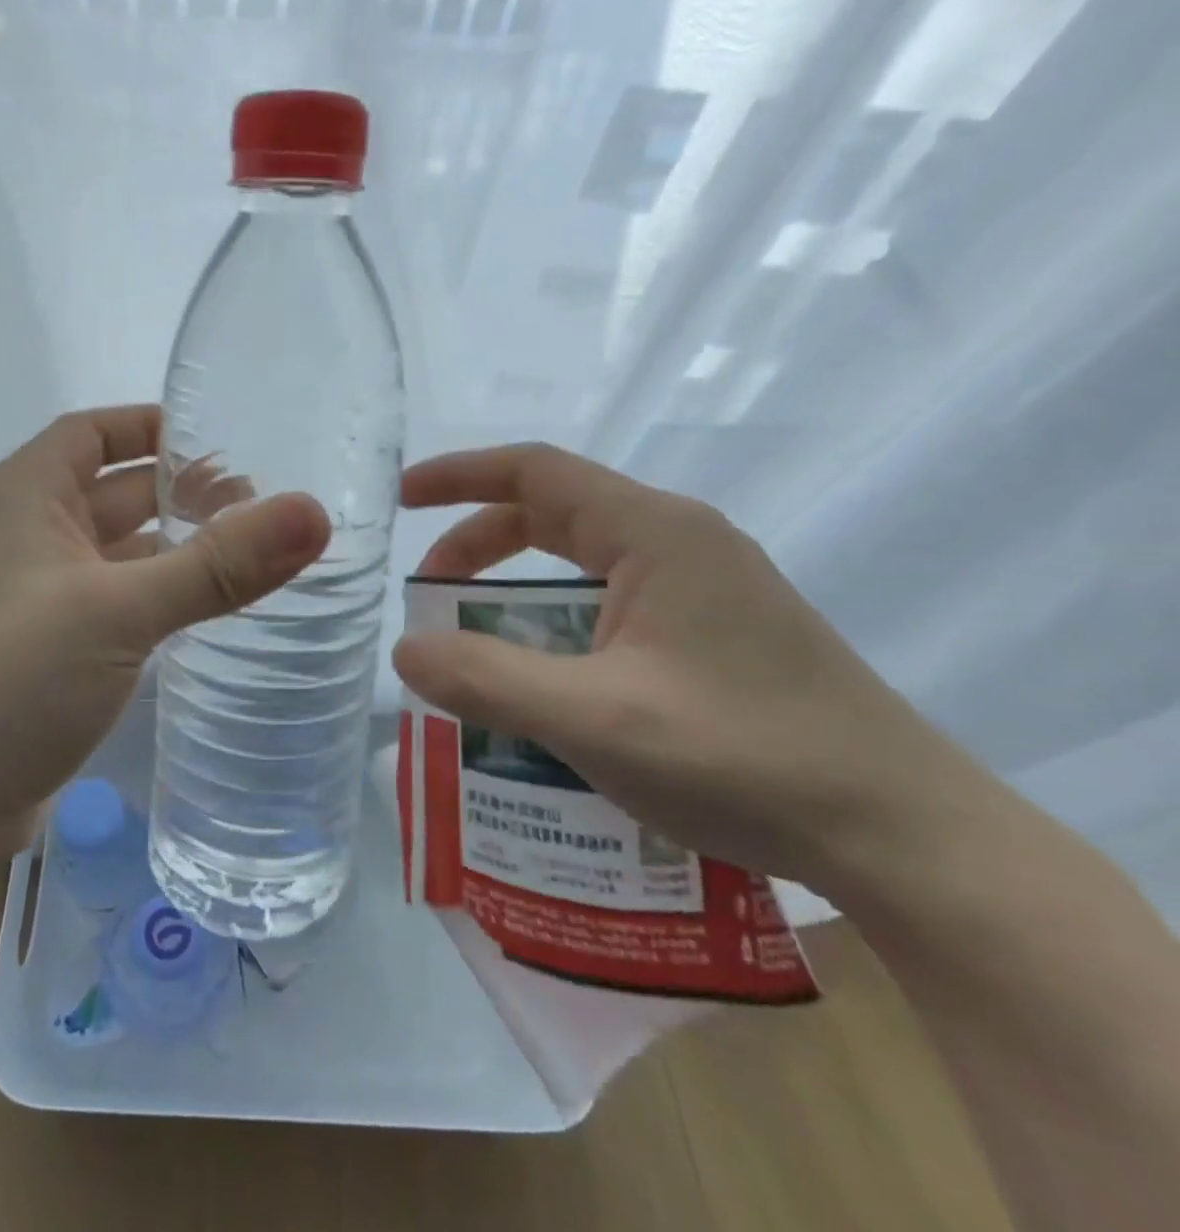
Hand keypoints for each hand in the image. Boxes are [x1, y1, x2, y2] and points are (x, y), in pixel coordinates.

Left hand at [0, 406, 329, 863]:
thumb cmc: (7, 680)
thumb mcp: (120, 612)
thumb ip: (218, 564)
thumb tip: (313, 513)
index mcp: (18, 497)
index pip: (92, 432)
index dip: (153, 427)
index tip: (222, 439)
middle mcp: (13, 535)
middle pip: (107, 492)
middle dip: (177, 494)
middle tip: (258, 506)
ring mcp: (19, 598)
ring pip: (106, 554)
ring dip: (165, 551)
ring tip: (244, 557)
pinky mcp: (30, 652)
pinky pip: (99, 605)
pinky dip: (144, 600)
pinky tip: (193, 617)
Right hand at [392, 444, 986, 893]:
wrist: (907, 838)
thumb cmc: (747, 759)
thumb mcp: (594, 719)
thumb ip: (487, 680)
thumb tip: (406, 652)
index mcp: (655, 533)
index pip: (535, 471)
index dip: (458, 475)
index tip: (402, 500)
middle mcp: (680, 543)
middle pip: (553, 515)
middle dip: (478, 546)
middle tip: (428, 596)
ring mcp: (703, 588)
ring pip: (581, 566)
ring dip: (516, 594)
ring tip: (474, 646)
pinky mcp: (714, 632)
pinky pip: (610, 606)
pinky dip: (556, 626)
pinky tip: (544, 683)